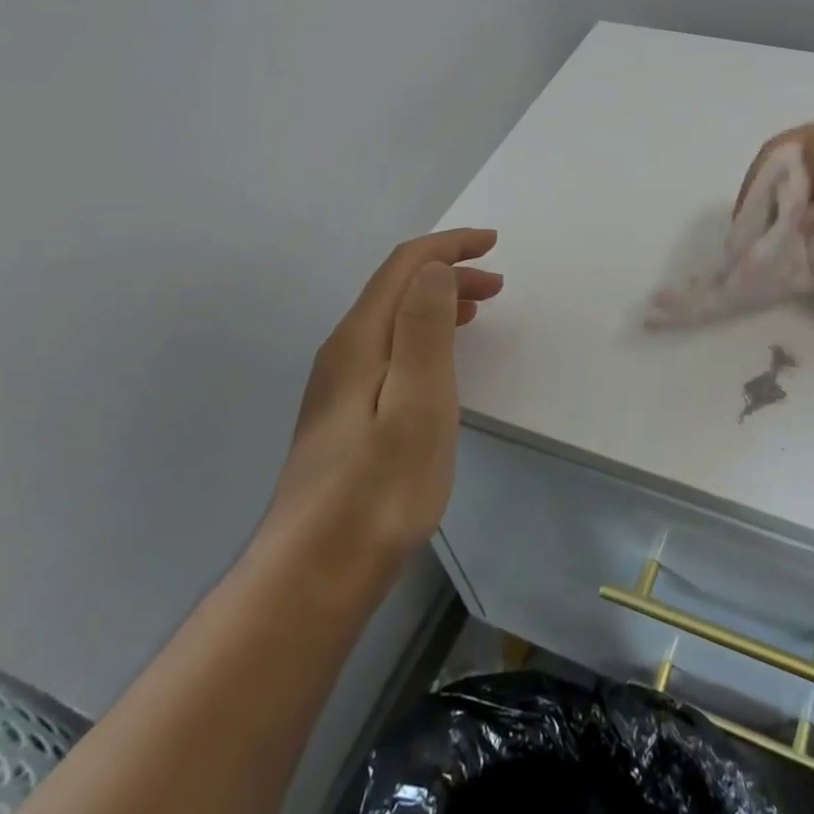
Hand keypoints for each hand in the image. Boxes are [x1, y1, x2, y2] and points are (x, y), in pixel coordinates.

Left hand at [265, 228, 501, 562]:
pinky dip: (423, 334)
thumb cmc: (380, 489)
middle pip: (397, 289)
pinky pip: (390, 349)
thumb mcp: (417, 405)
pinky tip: (439, 359)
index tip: (492, 243)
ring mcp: (339, 385)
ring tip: (478, 309)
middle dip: (448, 272)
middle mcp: (343, 352)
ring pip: (393, 320)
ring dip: (437, 303)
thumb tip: (434, 269)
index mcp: (360, 341)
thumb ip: (423, 331)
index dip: (448, 247)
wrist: (316, 571)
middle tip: (498, 283)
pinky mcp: (345, 414)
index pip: (404, 268)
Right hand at [738, 118, 813, 348]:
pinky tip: (808, 273)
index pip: (793, 147)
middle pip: (795, 181)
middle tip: (759, 248)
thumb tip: (790, 176)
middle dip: (773, 212)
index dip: (765, 179)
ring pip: (804, 215)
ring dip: (790, 238)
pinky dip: (807, 257)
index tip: (748, 221)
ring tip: (785, 264)